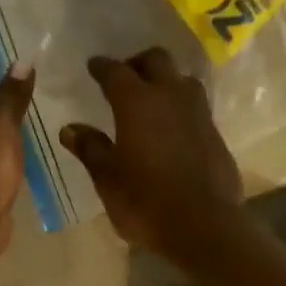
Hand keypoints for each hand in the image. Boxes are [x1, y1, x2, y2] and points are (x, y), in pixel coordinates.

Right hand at [60, 49, 242, 259]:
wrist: (203, 225)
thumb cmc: (145, 202)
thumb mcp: (108, 179)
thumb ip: (90, 149)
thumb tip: (70, 129)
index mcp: (137, 103)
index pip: (116, 72)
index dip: (102, 67)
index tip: (93, 66)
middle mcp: (170, 96)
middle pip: (156, 60)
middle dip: (137, 63)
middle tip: (124, 77)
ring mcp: (198, 113)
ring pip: (181, 79)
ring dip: (164, 80)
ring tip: (151, 98)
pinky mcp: (214, 132)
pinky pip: (194, 105)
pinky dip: (179, 105)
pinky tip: (171, 125)